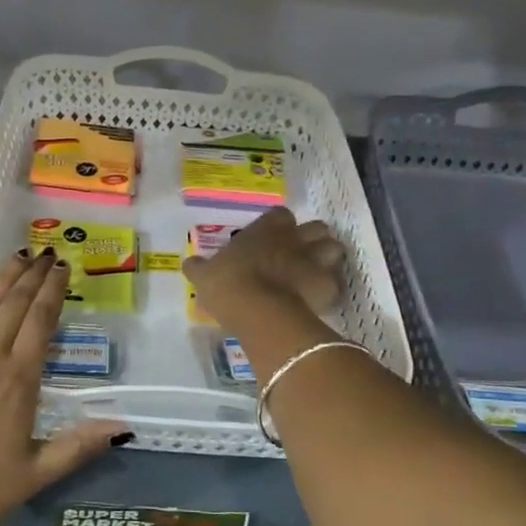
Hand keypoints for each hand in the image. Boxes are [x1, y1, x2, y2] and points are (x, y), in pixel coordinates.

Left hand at [0, 250, 129, 525]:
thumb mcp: (36, 474)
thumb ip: (79, 446)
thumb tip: (124, 428)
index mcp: (20, 379)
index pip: (42, 320)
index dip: (53, 290)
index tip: (62, 267)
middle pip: (15, 303)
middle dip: (33, 274)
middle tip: (45, 253)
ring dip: (3, 277)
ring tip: (18, 256)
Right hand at [184, 207, 346, 319]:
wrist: (259, 311)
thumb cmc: (229, 285)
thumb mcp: (205, 276)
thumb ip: (199, 268)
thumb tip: (189, 263)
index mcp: (266, 229)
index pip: (281, 215)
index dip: (280, 225)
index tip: (273, 238)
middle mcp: (294, 238)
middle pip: (317, 227)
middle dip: (312, 238)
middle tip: (299, 255)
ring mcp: (315, 260)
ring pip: (334, 249)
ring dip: (328, 259)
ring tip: (316, 273)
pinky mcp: (328, 286)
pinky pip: (336, 283)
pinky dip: (330, 289)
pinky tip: (319, 300)